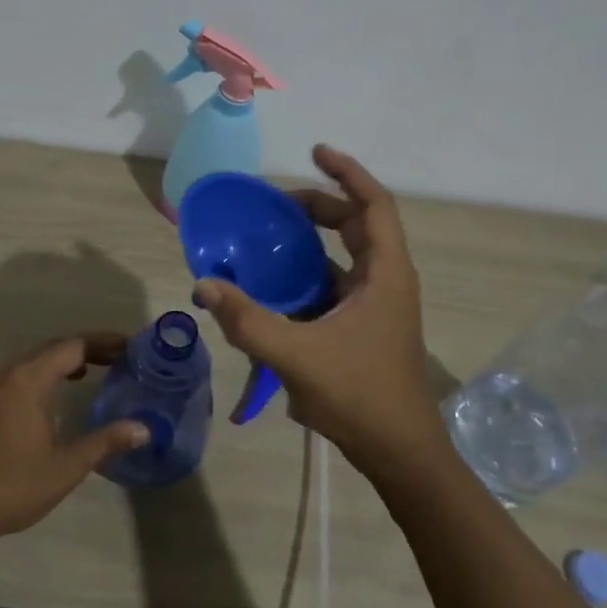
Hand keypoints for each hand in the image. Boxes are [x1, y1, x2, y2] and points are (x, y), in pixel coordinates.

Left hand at [0, 335, 150, 548]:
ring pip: (33, 360)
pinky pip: (17, 373)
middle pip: (52, 348)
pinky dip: (42, 373)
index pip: (73, 346)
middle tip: (119, 358)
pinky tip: (54, 394)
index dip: (103, 343)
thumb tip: (144, 429)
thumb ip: (105, 442)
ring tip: (93, 371)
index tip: (130, 347)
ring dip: (63, 361)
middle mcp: (6, 371)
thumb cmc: (11, 487)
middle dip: (86, 349)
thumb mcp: (65, 467)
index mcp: (27, 379)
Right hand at [193, 146, 442, 479]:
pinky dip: (309, 274)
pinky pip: (336, 285)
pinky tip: (275, 288)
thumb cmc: (361, 396)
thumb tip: (204, 285)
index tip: (316, 152)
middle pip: (357, 225)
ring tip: (271, 237)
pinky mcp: (365, 328)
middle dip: (321, 206)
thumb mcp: (297, 356)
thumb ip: (248, 320)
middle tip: (278, 204)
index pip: (374, 205)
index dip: (348, 173)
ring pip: (346, 256)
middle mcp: (386, 281)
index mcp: (385, 274)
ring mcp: (377, 306)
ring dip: (313, 241)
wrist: (402, 455)